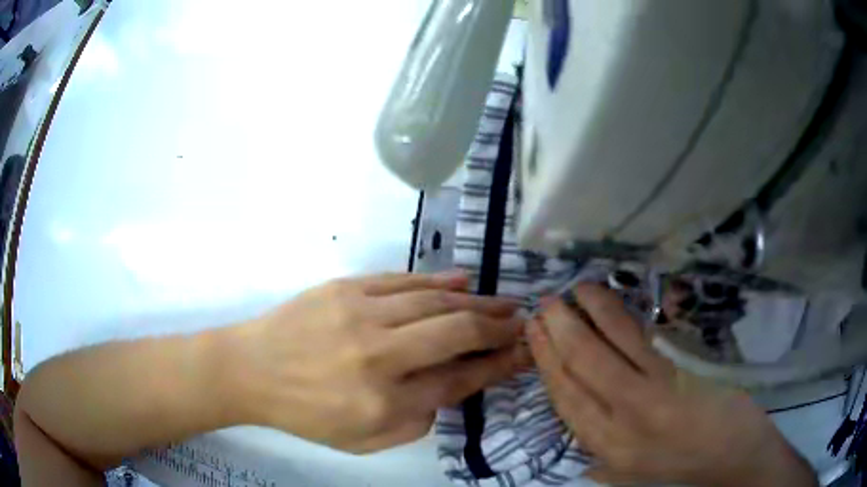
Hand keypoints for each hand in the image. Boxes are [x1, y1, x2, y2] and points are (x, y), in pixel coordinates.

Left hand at [227, 272, 525, 452]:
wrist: (252, 370)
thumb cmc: (306, 414)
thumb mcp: (364, 442)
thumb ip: (415, 421)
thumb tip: (450, 387)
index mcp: (384, 403)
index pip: (458, 381)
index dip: (496, 366)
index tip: (521, 353)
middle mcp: (378, 356)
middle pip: (455, 334)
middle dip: (496, 327)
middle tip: (521, 321)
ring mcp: (361, 314)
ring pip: (434, 302)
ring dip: (475, 302)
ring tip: (503, 302)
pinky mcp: (345, 288)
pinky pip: (402, 281)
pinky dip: (437, 281)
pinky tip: (462, 281)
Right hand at [527, 284, 816, 486]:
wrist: (735, 459)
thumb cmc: (687, 465)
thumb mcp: (638, 473)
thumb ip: (607, 462)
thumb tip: (583, 451)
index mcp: (607, 451)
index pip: (565, 402)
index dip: (546, 364)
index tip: (534, 335)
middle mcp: (616, 427)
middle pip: (574, 375)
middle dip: (553, 336)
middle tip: (540, 306)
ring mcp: (644, 399)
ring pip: (597, 354)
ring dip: (578, 319)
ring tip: (566, 292)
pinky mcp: (671, 376)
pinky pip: (632, 340)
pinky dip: (611, 315)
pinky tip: (601, 298)